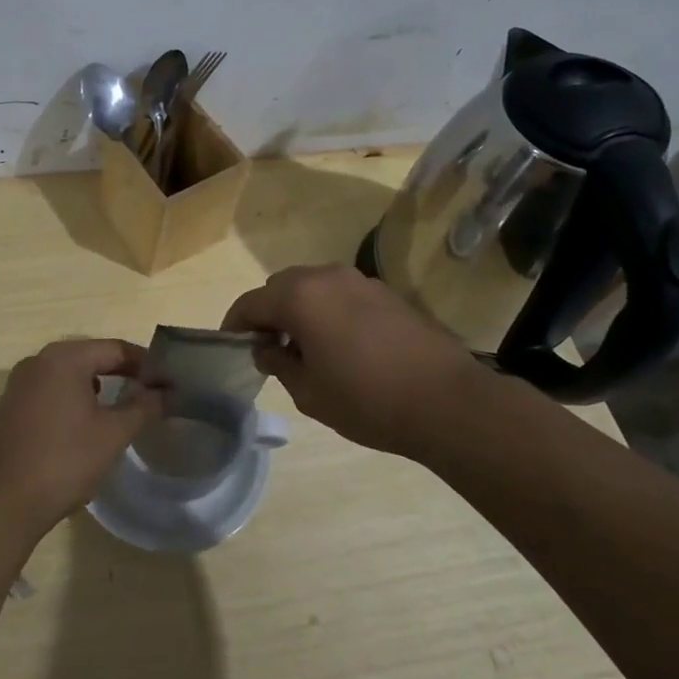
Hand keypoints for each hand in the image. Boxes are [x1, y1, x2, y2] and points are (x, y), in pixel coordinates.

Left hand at [0, 340, 163, 539]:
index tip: (167, 380)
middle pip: (90, 356)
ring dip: (96, 385)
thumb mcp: (113, 433)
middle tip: (150, 392)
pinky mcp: (10, 406)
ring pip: (68, 374)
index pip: (114, 349)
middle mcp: (38, 361)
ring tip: (122, 406)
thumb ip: (143, 406)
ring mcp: (19, 383)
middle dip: (121, 372)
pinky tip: (85, 422)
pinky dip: (72, 397)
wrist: (5, 502)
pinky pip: (50, 390)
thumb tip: (165, 392)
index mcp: (63, 358)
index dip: (144, 363)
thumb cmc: (65, 460)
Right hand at [223, 264, 482, 456]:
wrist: (447, 401)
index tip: (231, 346)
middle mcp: (326, 277)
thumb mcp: (308, 392)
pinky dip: (327, 310)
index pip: (251, 302)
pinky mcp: (386, 293)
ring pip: (312, 286)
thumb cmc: (367, 400)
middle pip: (280, 287)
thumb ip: (278, 363)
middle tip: (267, 347)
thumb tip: (267, 348)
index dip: (234, 324)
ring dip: (298, 309)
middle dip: (267, 312)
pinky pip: (341, 294)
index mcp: (300, 297)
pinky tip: (339, 343)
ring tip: (303, 346)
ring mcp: (360, 281)